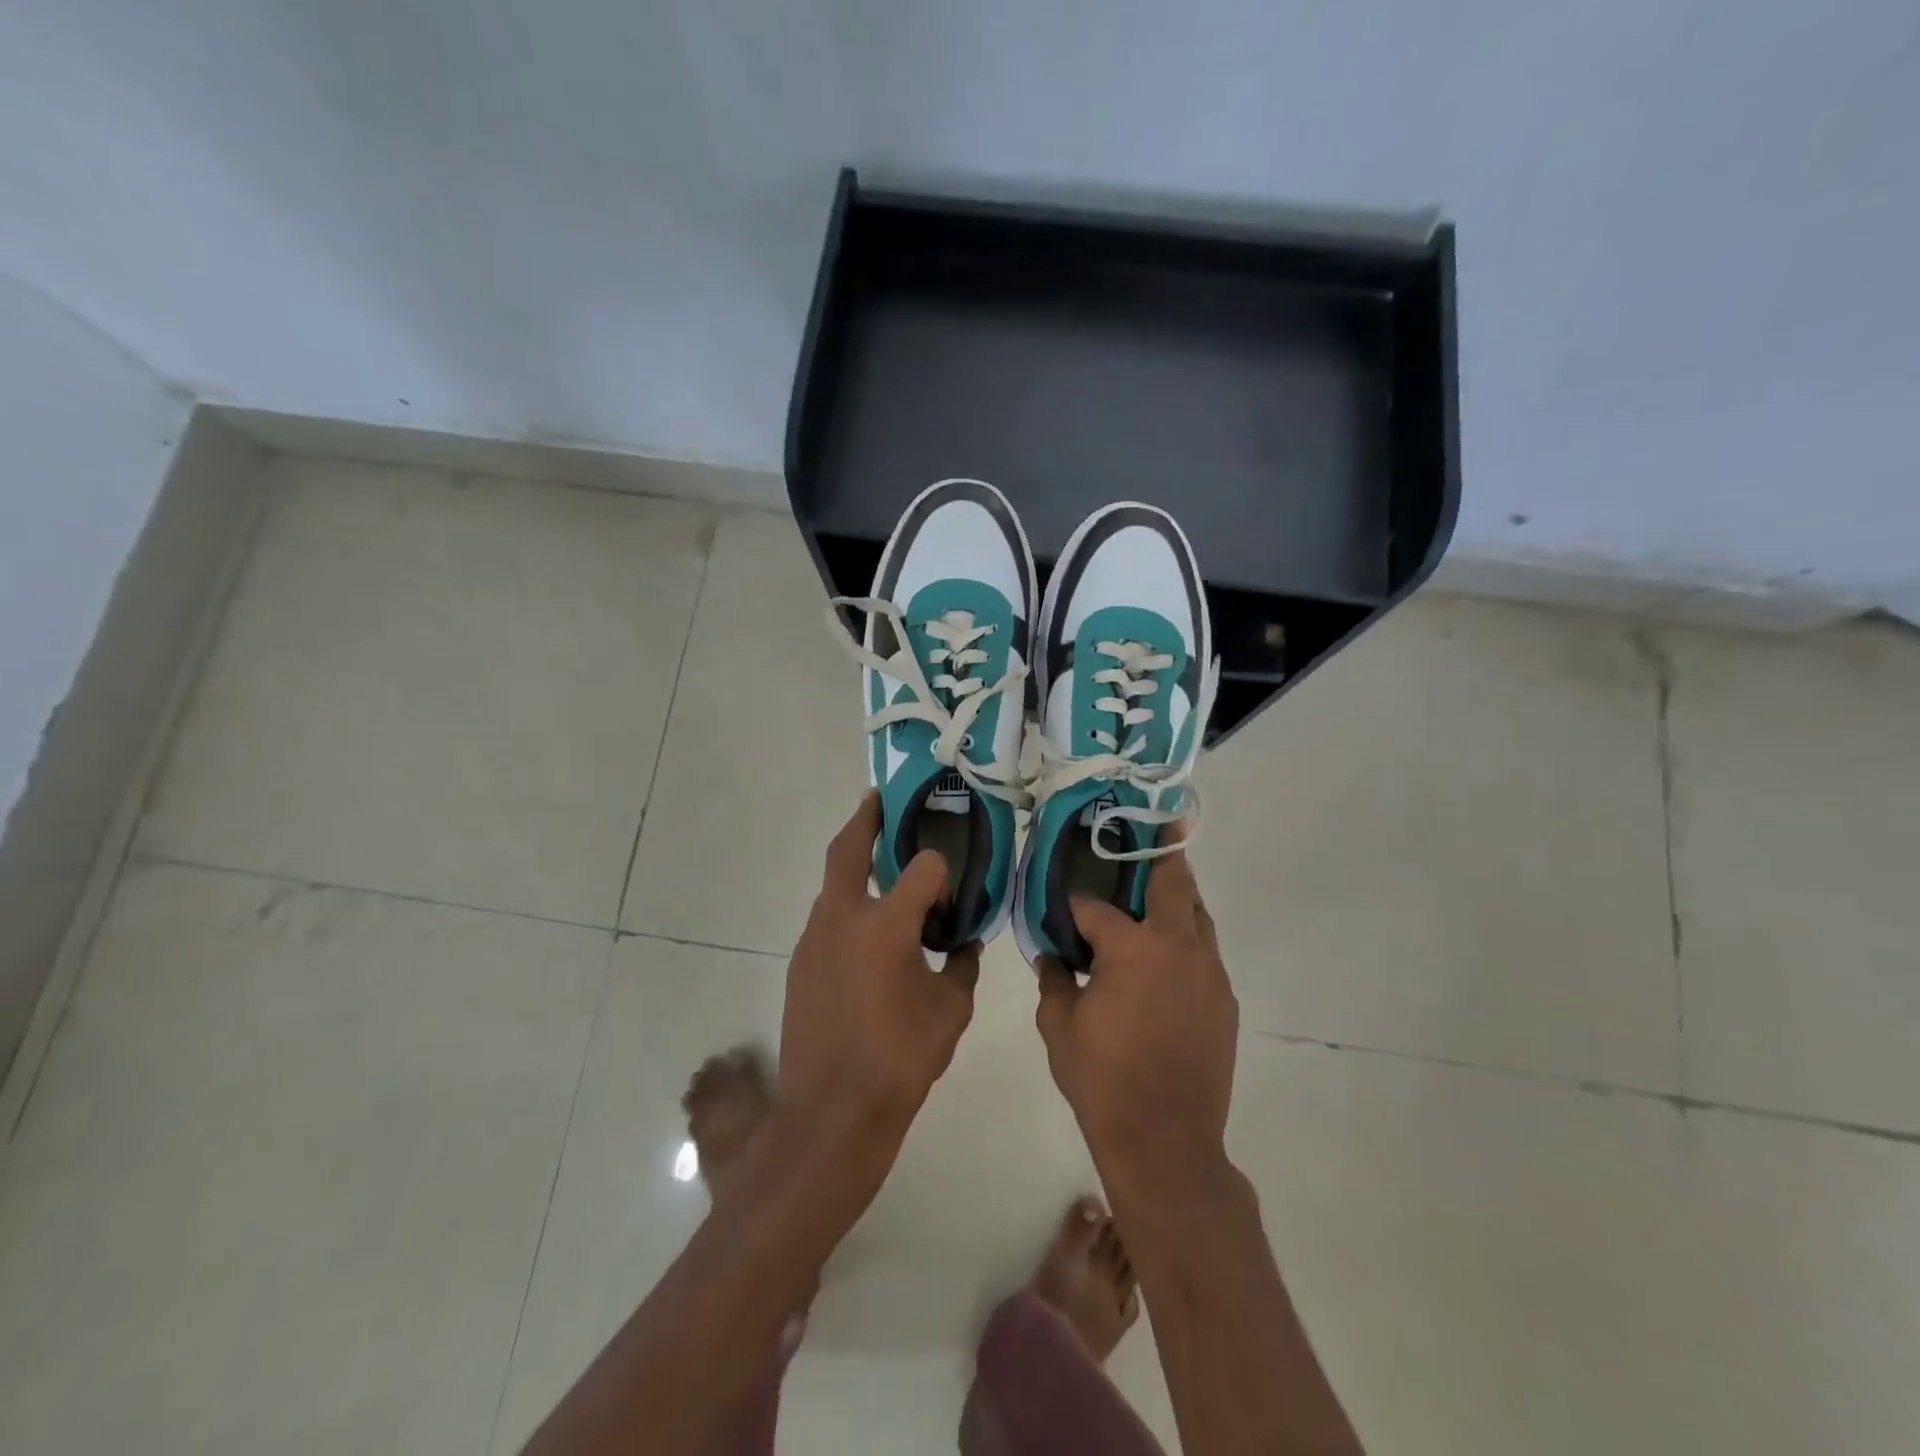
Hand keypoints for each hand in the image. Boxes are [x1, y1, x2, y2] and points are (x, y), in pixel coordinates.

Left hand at [778, 792, 979, 1174]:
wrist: (831, 1113)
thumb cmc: (899, 1060)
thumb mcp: (950, 1011)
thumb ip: (961, 966)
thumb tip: (962, 944)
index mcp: (886, 924)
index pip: (923, 868)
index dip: (943, 871)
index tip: (953, 890)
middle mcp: (842, 918)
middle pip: (849, 850)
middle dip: (865, 820)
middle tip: (880, 801)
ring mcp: (813, 939)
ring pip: (833, 886)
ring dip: (854, 868)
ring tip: (880, 868)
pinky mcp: (799, 963)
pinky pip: (826, 921)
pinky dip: (846, 911)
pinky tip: (866, 937)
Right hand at [1035, 823, 1238, 1175]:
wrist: (1166, 1141)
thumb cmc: (1103, 1080)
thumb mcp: (1059, 1027)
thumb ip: (1053, 981)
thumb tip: (1051, 955)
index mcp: (1133, 949)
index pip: (1097, 908)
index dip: (1075, 906)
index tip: (1062, 908)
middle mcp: (1179, 948)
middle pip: (1174, 884)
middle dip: (1163, 851)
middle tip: (1160, 825)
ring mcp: (1210, 973)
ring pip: (1198, 916)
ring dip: (1179, 896)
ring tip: (1160, 883)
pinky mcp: (1225, 1000)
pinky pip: (1205, 952)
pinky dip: (1187, 939)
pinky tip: (1167, 954)